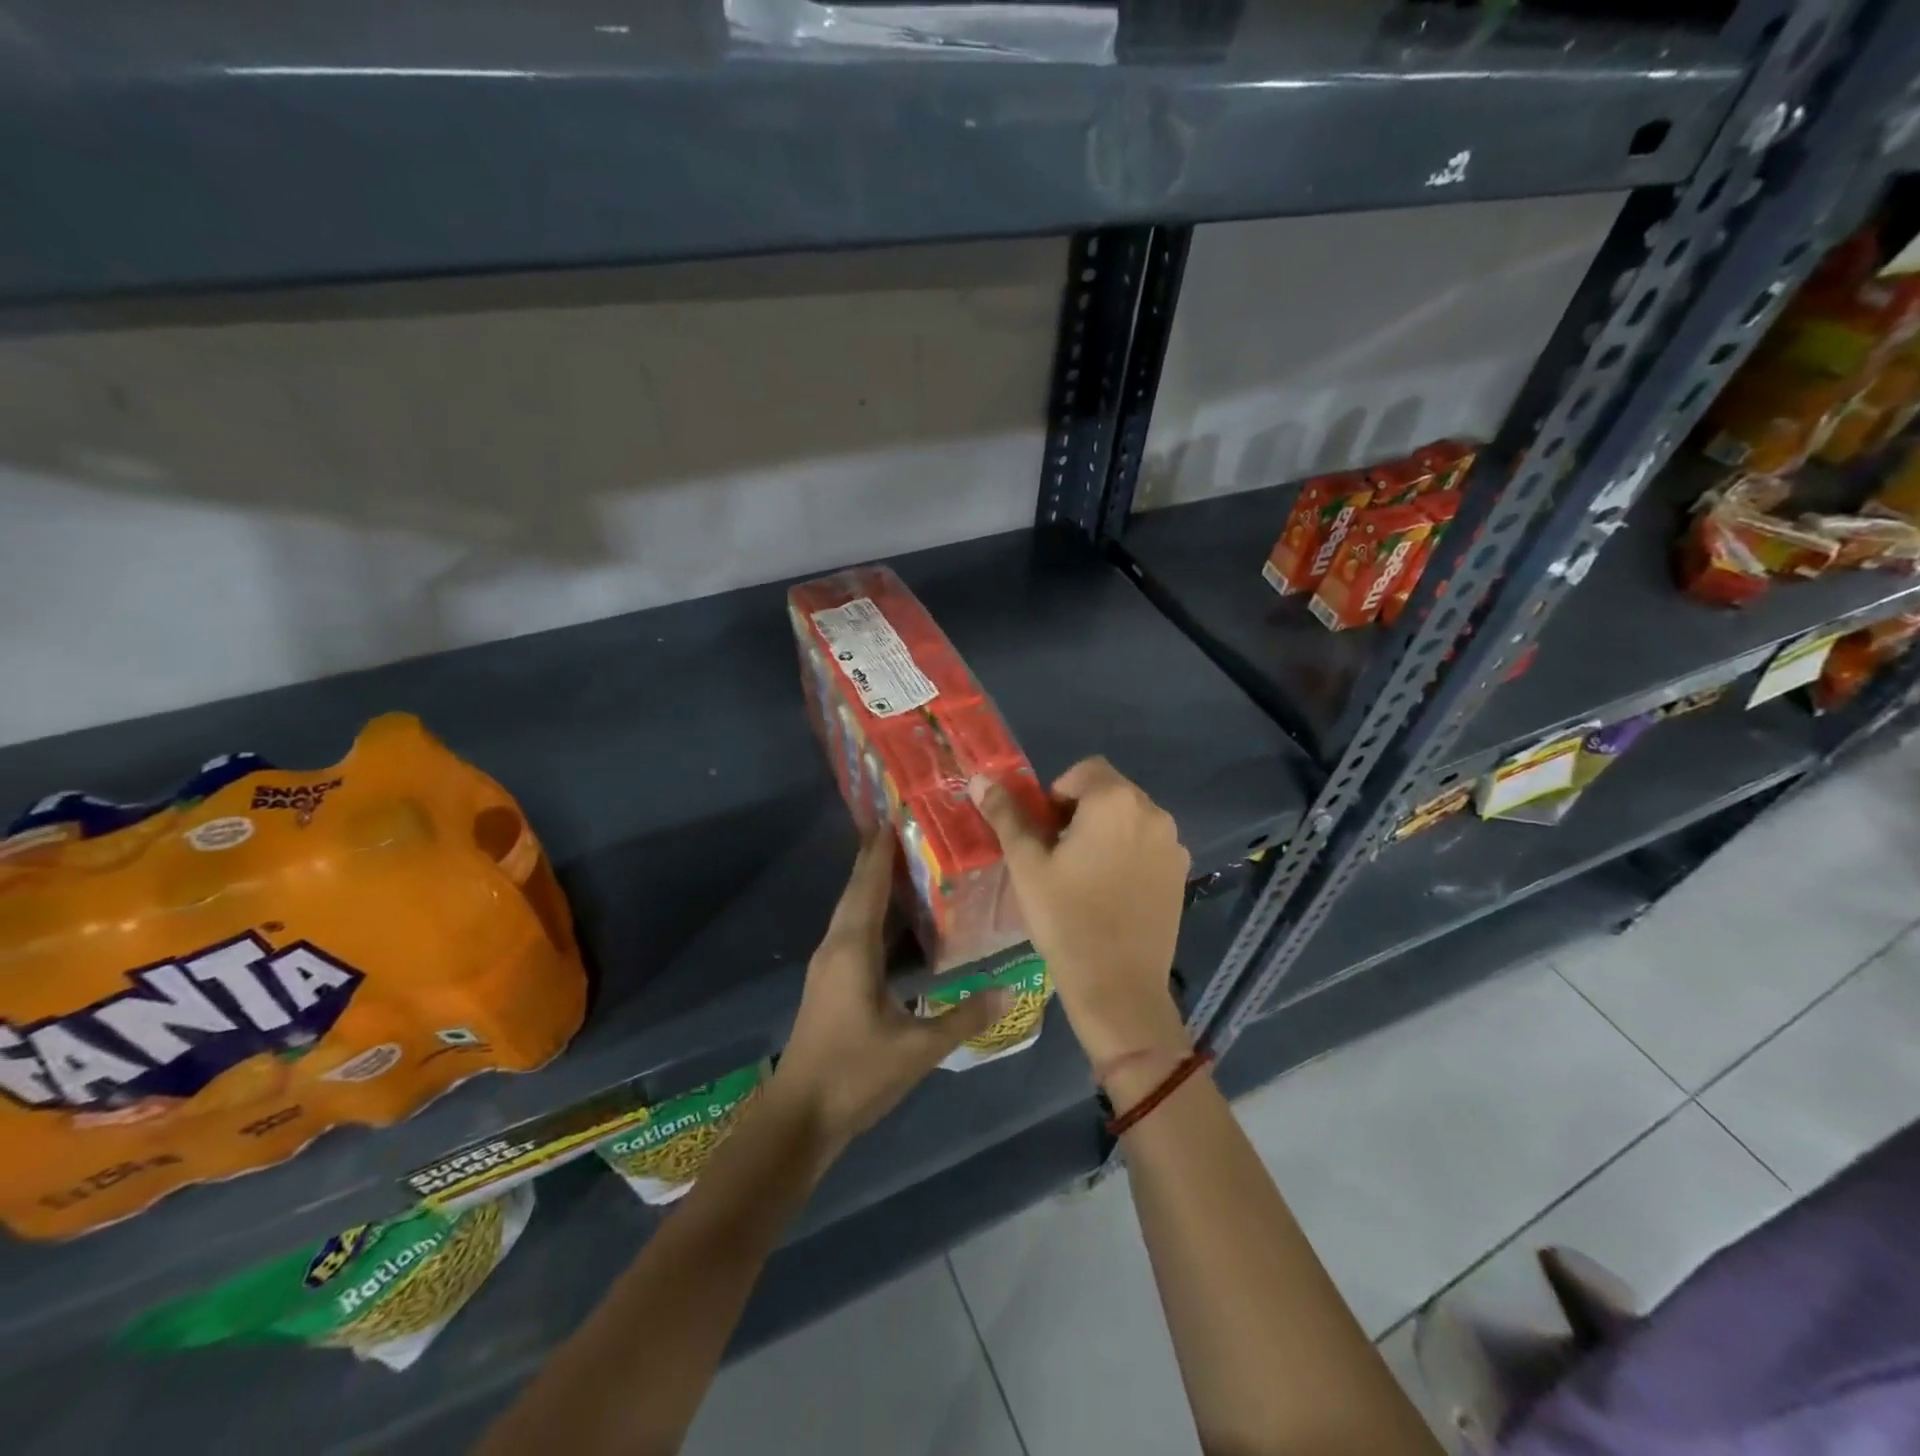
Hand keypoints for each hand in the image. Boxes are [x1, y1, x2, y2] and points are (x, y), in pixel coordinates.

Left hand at [771, 833, 1007, 1154]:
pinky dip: (872, 913)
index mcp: (852, 949)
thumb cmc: (855, 1074)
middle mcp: (835, 946)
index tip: (894, 814)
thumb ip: (964, 1017)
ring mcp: (828, 965)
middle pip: (857, 891)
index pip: (869, 885)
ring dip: (873, 884)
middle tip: (906, 828)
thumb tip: (1009, 988)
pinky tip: (894, 919)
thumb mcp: (917, 1048)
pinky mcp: (830, 983)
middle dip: (877, 858)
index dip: (881, 850)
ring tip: (905, 862)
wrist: (799, 1116)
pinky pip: (852, 931)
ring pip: (852, 911)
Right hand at [971, 758, 1191, 1080]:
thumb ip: (1006, 815)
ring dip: (1105, 831)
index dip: (1057, 793)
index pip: (1084, 770)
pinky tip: (1112, 893)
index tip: (1045, 833)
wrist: (1118, 988)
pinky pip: (1148, 845)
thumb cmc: (1066, 919)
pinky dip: (1128, 853)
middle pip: (1110, 791)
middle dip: (1081, 811)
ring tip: (1084, 876)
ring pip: (1130, 819)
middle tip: (1059, 855)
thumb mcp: (1027, 865)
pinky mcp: (1181, 873)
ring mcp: (1172, 844)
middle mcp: (1152, 812)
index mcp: (1114, 801)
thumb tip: (981, 780)